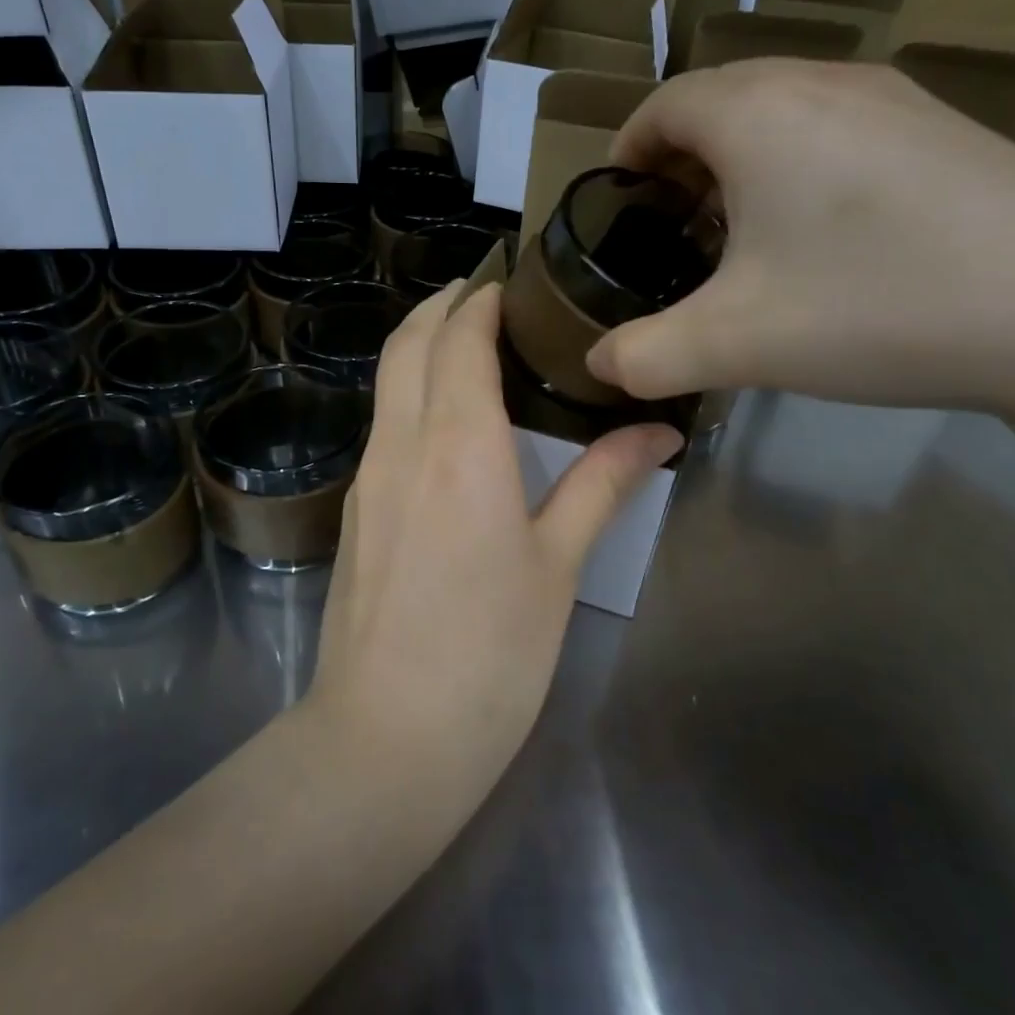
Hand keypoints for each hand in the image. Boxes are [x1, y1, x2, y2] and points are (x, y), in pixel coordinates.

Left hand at [307, 282, 679, 814]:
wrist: (387, 735)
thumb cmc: (489, 652)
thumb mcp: (557, 565)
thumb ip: (601, 484)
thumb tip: (658, 430)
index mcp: (458, 446)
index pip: (459, 340)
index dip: (480, 300)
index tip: (508, 279)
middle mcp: (402, 446)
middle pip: (407, 345)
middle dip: (439, 306)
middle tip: (483, 294)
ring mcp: (368, 478)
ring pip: (387, 383)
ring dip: (419, 347)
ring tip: (466, 344)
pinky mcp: (357, 512)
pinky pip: (382, 426)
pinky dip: (408, 394)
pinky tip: (444, 420)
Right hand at [586, 59, 1014, 422]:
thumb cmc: (877, 306)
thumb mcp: (735, 345)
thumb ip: (645, 357)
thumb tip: (598, 366)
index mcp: (757, 114)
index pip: (661, 106)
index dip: (625, 152)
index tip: (614, 206)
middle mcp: (823, 83)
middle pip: (719, 100)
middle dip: (678, 160)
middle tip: (668, 229)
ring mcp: (896, 100)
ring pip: (782, 111)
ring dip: (741, 162)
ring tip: (738, 233)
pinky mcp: (946, 131)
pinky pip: (839, 129)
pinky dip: (801, 167)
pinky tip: (822, 238)